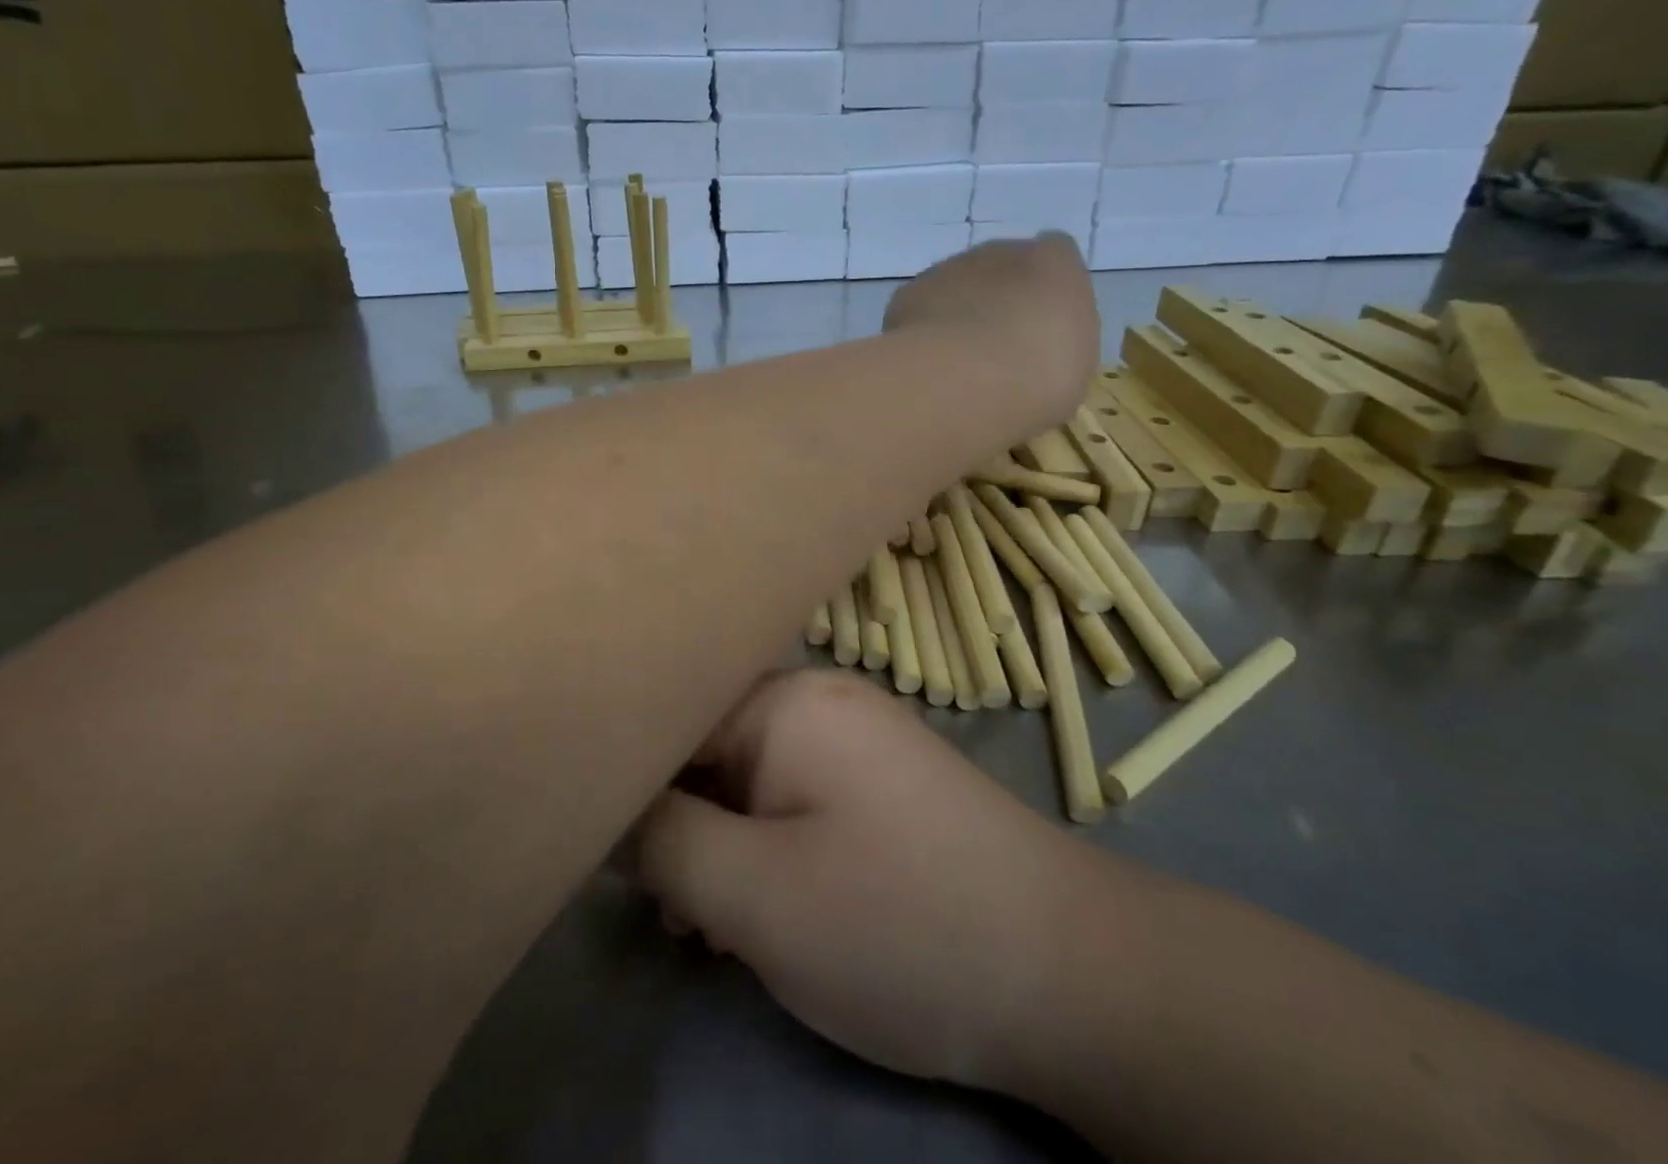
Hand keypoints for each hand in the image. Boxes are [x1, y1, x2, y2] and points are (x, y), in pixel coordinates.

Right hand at [629, 670, 1120, 1102]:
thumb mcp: (753, 896)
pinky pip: (795, 795)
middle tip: (664, 907)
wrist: (1068, 971)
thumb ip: (662, 844)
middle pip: (710, 746)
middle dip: (676, 823)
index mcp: (786, 700)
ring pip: (750, 776)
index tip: (600, 843)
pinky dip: (764, 844)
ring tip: (704, 925)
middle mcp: (820, 698)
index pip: (672, 716)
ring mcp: (857, 737)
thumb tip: (610, 811)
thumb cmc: (896, 923)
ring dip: (717, 842)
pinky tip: (761, 907)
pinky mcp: (882, 780)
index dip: (629, 778)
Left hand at [883, 235, 1098, 412]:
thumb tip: (1039, 352)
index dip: (1043, 293)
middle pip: (1000, 270)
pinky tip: (927, 361)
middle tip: (997, 350)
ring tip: (956, 361)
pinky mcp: (910, 292)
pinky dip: (923, 329)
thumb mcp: (1074, 366)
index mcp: (1055, 263)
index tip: (1040, 329)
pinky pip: (920, 308)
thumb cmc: (1041, 376)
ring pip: (956, 286)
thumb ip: (1060, 344)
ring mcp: (949, 268)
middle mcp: (1000, 252)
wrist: (968, 379)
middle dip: (998, 303)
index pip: (1054, 257)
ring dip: (957, 313)